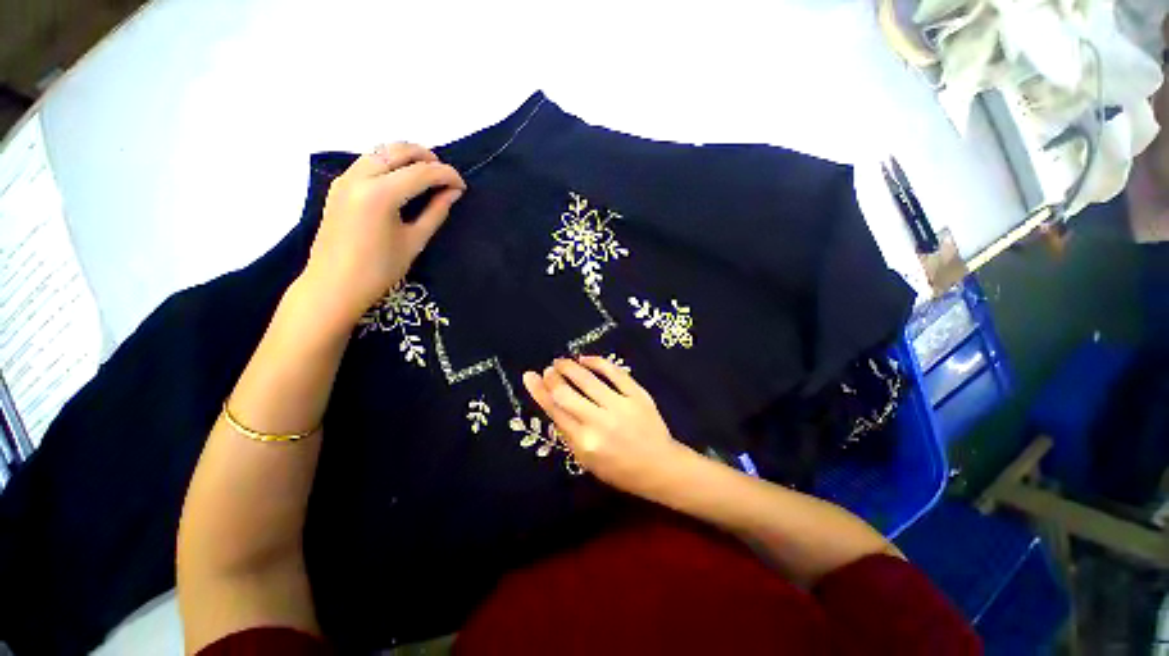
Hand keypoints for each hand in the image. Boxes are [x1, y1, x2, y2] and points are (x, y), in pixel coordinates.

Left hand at [300, 143, 465, 329]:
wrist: (334, 285)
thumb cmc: (379, 270)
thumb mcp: (414, 241)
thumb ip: (436, 212)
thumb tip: (453, 192)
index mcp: (380, 194)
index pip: (421, 172)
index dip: (447, 175)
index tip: (462, 186)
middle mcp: (359, 177)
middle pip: (398, 150)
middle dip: (427, 157)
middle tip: (446, 175)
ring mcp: (345, 178)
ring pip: (381, 151)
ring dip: (407, 157)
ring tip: (428, 175)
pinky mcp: (339, 185)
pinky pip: (368, 161)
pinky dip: (390, 163)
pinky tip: (403, 179)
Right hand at [522, 356, 694, 499]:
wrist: (660, 467)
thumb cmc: (620, 469)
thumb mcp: (587, 461)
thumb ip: (569, 433)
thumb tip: (552, 404)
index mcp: (584, 443)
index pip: (554, 411)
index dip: (539, 391)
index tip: (530, 376)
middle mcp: (599, 422)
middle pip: (566, 392)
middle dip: (553, 376)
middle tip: (549, 369)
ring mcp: (620, 406)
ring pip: (587, 379)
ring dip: (570, 366)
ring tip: (562, 361)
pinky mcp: (637, 394)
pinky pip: (614, 372)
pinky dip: (597, 362)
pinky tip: (586, 358)